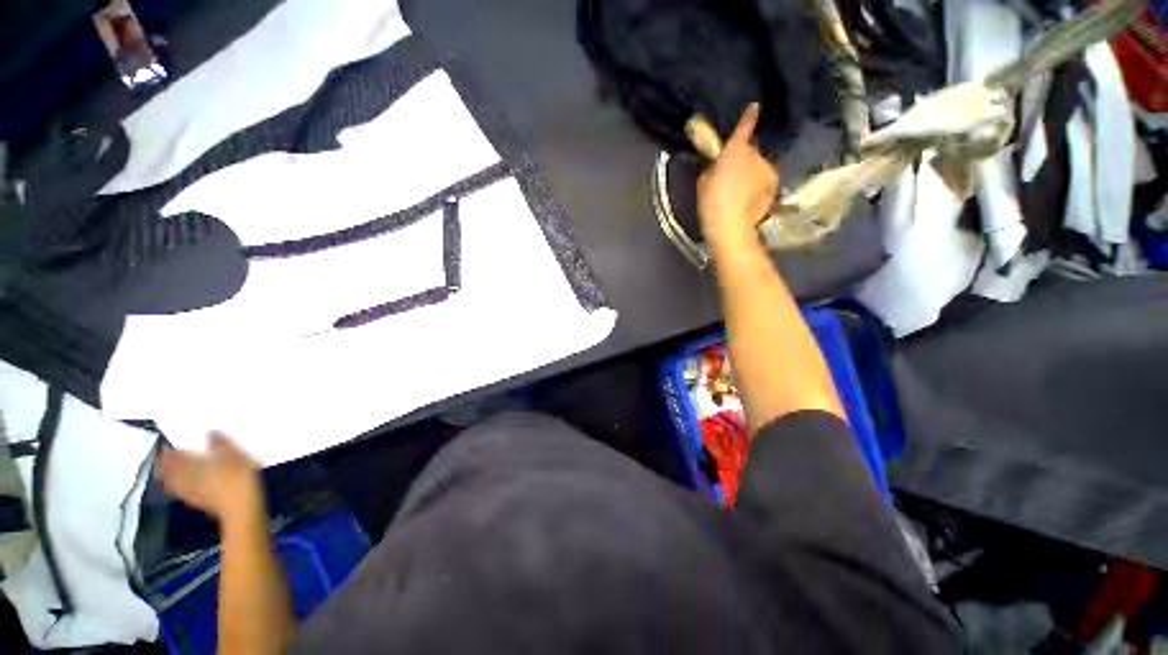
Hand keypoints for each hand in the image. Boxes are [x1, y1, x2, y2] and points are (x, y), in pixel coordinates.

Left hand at [158, 433, 263, 524]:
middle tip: (165, 459)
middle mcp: (185, 478)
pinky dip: (180, 488)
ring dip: (170, 478)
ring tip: (170, 472)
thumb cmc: (236, 477)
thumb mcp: (233, 455)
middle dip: (165, 466)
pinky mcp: (199, 502)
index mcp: (191, 464)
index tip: (164, 447)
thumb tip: (210, 431)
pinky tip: (185, 486)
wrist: (241, 507)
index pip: (172, 458)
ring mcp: (190, 492)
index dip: (167, 452)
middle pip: (169, 472)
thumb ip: (220, 443)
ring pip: (174, 483)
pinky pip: (183, 492)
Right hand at [697, 103, 778, 250]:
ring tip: (739, 191)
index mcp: (735, 150)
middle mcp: (756, 155)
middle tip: (730, 175)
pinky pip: (764, 180)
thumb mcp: (704, 181)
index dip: (749, 116)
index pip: (744, 126)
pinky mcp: (773, 186)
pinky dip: (757, 186)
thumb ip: (713, 167)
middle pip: (750, 151)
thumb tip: (718, 165)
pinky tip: (748, 199)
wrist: (730, 225)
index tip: (754, 107)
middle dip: (743, 159)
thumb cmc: (711, 202)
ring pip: (758, 167)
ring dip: (751, 173)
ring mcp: (767, 170)